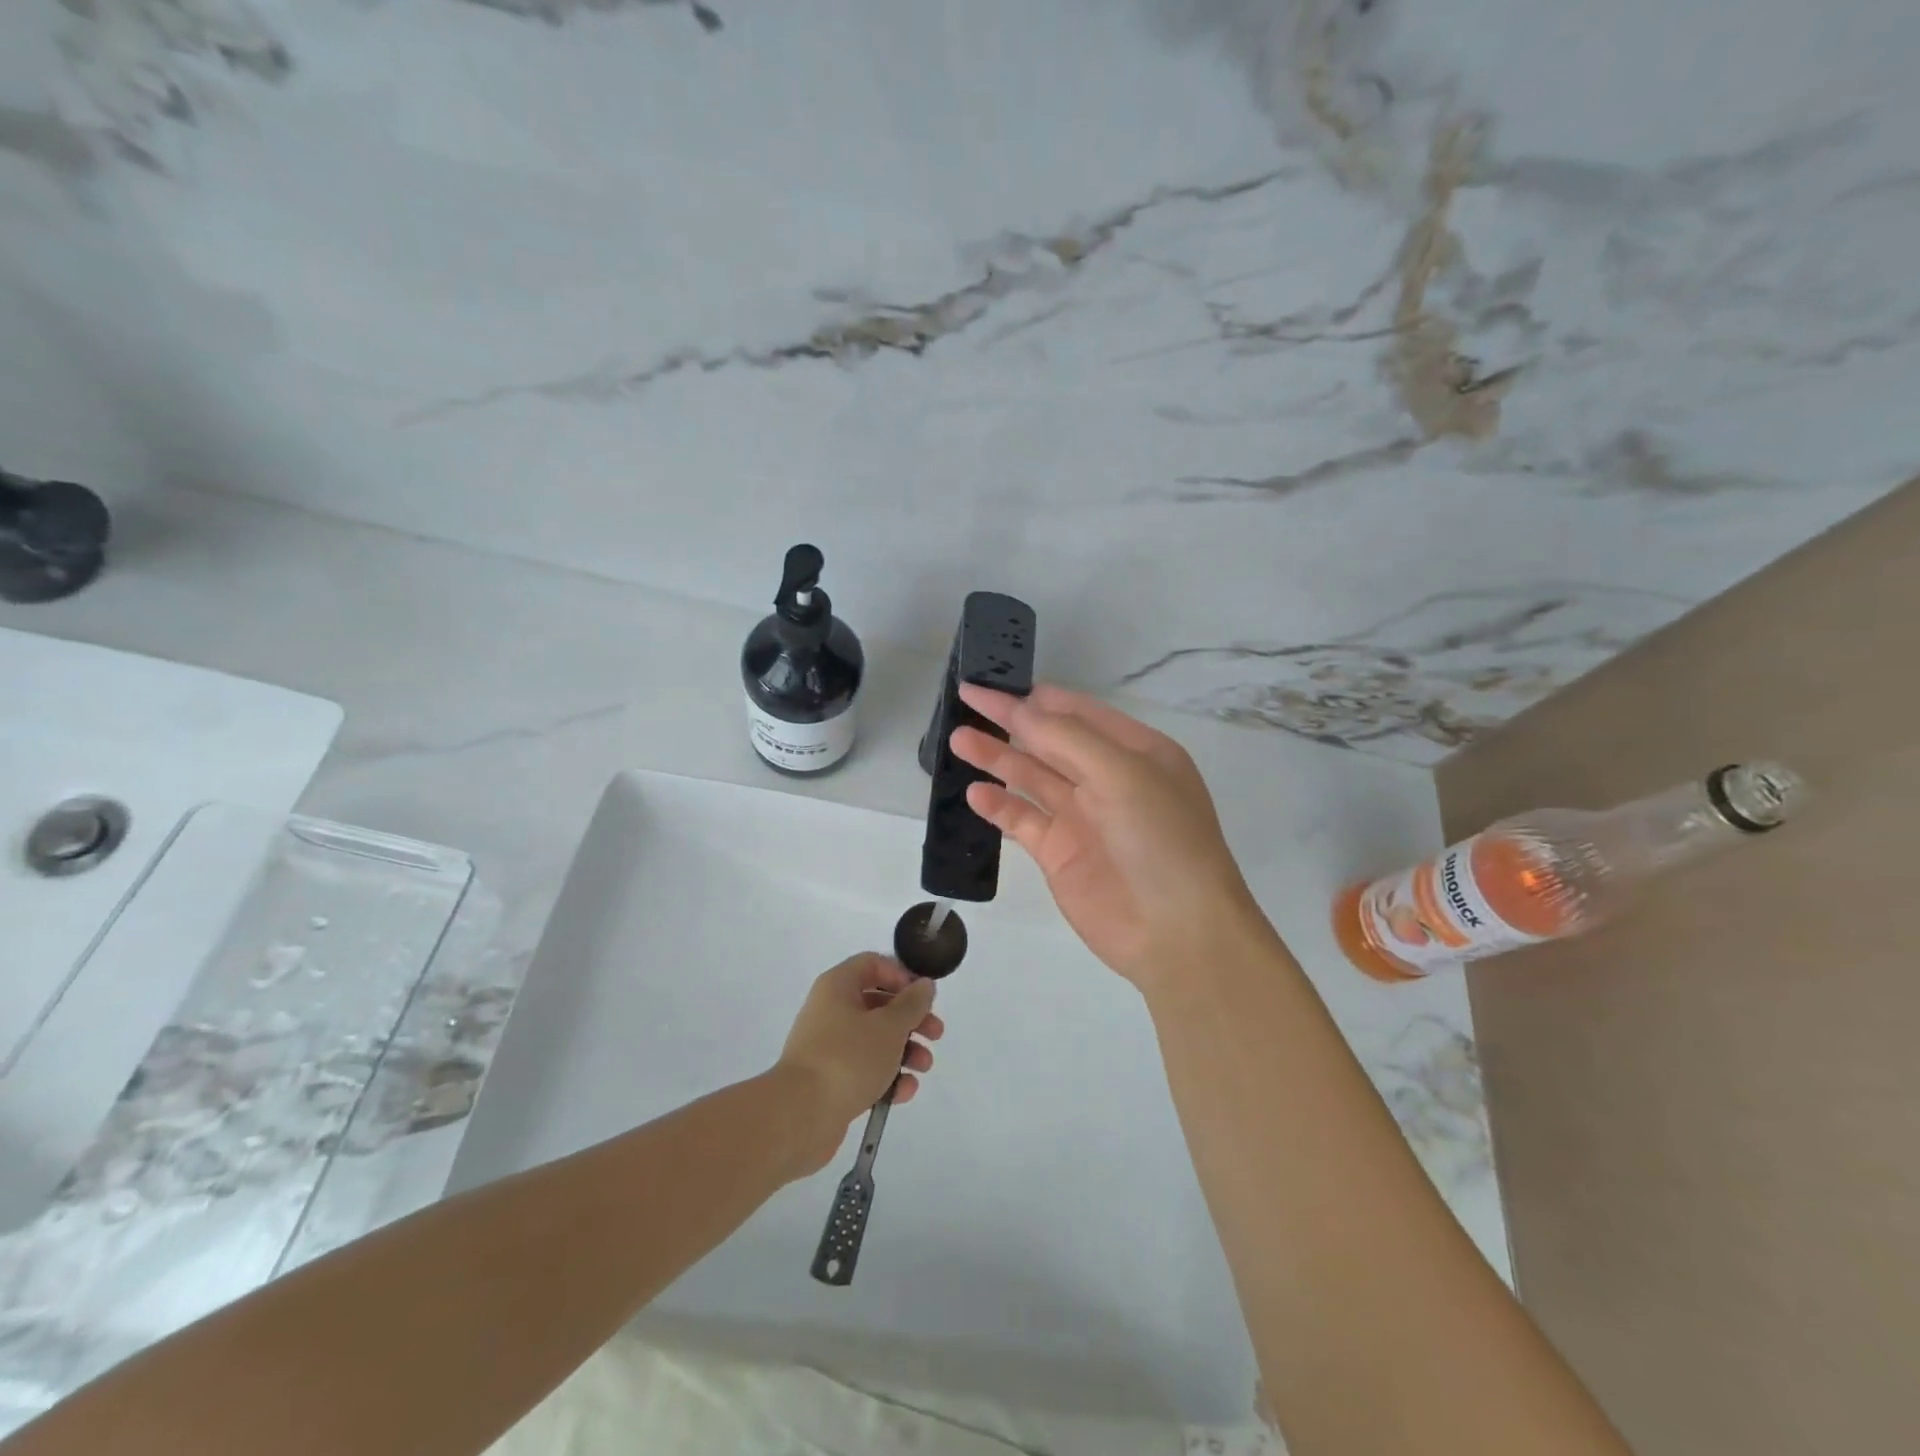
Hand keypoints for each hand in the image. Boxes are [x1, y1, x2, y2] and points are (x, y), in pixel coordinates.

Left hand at [776, 953, 943, 1171]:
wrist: (800, 1115)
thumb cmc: (848, 1058)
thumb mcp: (889, 1026)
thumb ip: (912, 1004)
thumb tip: (924, 985)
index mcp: (838, 986)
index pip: (873, 964)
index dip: (902, 975)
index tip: (924, 996)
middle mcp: (831, 1010)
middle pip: (879, 1003)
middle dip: (911, 1019)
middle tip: (936, 1034)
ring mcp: (829, 1046)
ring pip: (875, 1039)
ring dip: (905, 1050)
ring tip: (923, 1067)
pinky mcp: (830, 1079)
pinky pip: (864, 1069)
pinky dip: (886, 1077)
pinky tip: (904, 1091)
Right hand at [951, 683, 1268, 990]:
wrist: (1176, 932)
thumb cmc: (1161, 839)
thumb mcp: (1122, 773)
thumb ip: (1067, 738)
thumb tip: (1022, 709)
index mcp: (1136, 752)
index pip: (1078, 712)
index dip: (1036, 696)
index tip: (995, 682)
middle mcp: (1108, 779)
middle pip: (1049, 740)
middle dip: (1010, 721)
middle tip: (966, 699)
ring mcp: (1082, 818)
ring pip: (1031, 777)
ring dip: (996, 758)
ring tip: (957, 739)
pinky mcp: (1060, 854)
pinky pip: (1022, 820)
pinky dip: (999, 805)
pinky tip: (975, 792)